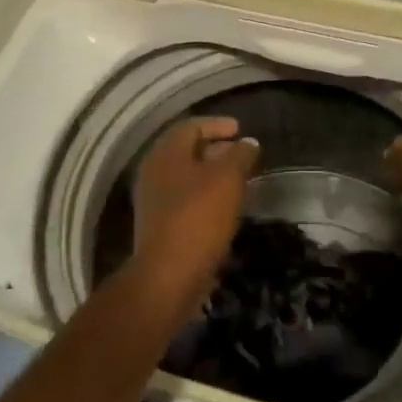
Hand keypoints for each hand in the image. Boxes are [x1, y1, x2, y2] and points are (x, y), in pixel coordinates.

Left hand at [130, 117, 259, 315]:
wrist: (168, 277)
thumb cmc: (198, 218)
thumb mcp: (227, 179)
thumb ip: (240, 155)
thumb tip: (248, 143)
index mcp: (166, 153)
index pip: (191, 126)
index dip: (217, 125)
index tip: (240, 130)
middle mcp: (154, 172)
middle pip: (186, 151)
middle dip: (216, 149)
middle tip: (242, 155)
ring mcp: (153, 200)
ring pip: (186, 177)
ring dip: (212, 175)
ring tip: (239, 180)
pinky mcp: (159, 226)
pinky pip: (185, 200)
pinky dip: (205, 196)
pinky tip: (225, 207)